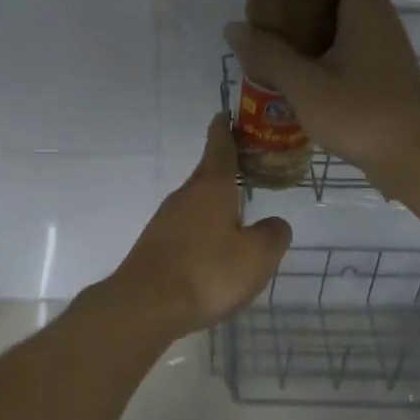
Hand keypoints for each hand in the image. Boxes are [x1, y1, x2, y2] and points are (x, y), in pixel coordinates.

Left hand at [102, 116, 292, 338]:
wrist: (146, 305)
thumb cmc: (207, 272)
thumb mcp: (257, 256)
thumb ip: (273, 235)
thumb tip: (273, 224)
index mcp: (211, 187)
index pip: (219, 147)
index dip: (225, 130)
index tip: (225, 113)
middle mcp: (185, 196)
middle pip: (207, 174)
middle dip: (225, 169)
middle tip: (247, 167)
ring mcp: (165, 221)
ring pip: (196, 203)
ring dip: (215, 203)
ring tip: (237, 214)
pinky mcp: (155, 245)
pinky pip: (186, 228)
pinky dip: (203, 229)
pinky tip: (214, 251)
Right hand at [225, 0, 419, 199]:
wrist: (417, 160)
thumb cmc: (363, 114)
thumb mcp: (305, 86)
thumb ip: (268, 55)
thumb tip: (234, 29)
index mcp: (366, 8)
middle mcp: (379, 20)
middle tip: (269, 2)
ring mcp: (384, 49)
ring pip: (345, 17)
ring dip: (312, 21)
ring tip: (274, 35)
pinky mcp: (382, 75)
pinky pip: (349, 45)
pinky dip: (323, 47)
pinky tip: (296, 70)